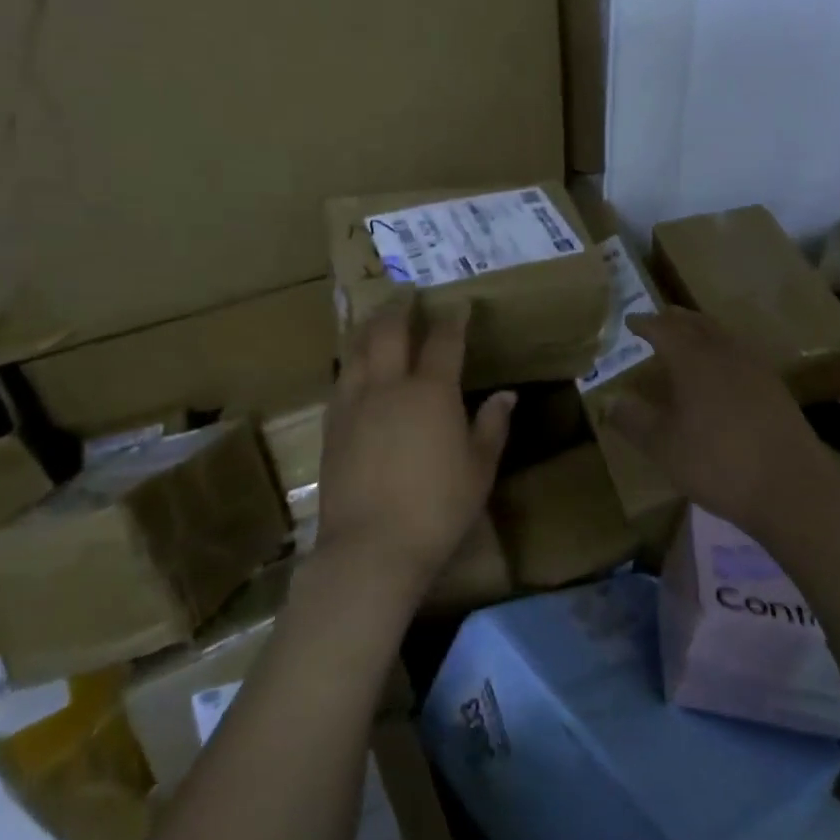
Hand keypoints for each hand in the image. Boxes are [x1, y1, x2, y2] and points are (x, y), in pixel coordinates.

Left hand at [315, 294, 514, 605]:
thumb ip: (492, 426)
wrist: (371, 546)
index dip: (453, 319)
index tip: (459, 303)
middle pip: (389, 331)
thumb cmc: (438, 508)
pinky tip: (354, 365)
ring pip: (357, 349)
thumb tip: (506, 395)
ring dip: (368, 326)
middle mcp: (389, 386)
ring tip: (375, 316)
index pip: (443, 341)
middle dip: (400, 307)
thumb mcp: (479, 469)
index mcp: (431, 392)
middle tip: (407, 292)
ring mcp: (354, 403)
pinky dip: (351, 360)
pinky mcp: (332, 425)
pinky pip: (341, 379)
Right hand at [604, 308, 838, 538]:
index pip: (663, 329)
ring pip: (722, 335)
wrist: (791, 487)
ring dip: (700, 330)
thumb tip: (609, 401)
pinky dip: (721, 350)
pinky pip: (741, 353)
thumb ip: (633, 420)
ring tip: (686, 339)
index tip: (629, 322)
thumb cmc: (717, 464)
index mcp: (693, 360)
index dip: (644, 324)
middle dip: (674, 319)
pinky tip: (721, 370)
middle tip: (657, 321)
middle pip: (696, 323)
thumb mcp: (663, 447)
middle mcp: (725, 353)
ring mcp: (755, 368)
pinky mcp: (775, 387)